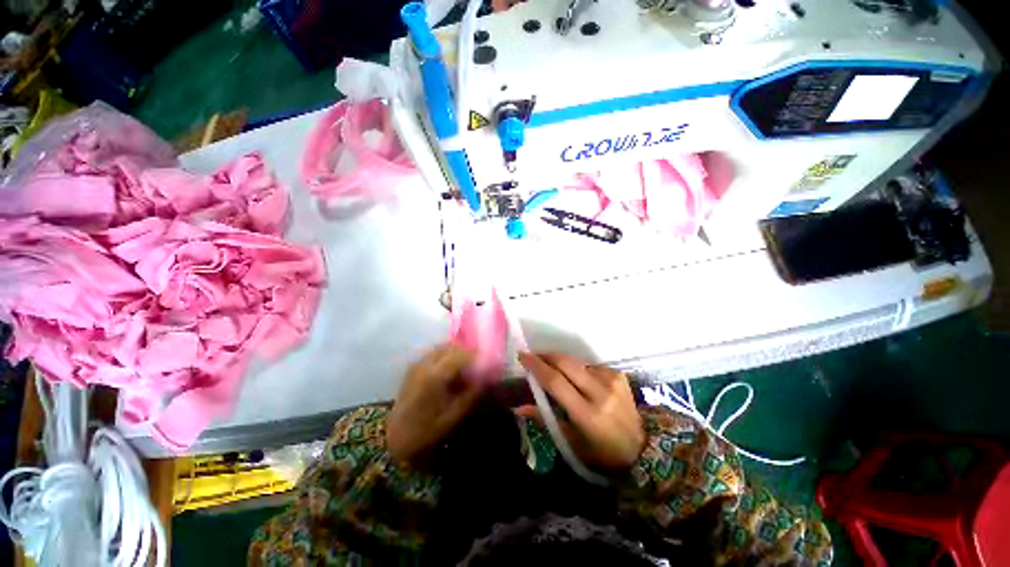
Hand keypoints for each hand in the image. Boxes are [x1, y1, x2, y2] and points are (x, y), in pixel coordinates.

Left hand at [387, 344, 483, 465]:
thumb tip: (488, 377)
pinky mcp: (413, 368)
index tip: (489, 363)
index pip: (462, 354)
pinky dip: (446, 357)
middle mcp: (425, 363)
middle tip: (479, 364)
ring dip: (457, 353)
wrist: (395, 438)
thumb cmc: (427, 431)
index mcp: (435, 375)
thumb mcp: (454, 417)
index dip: (478, 356)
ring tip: (467, 367)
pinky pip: (434, 354)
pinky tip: (451, 371)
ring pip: (442, 348)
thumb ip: (472, 393)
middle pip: (452, 347)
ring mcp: (417, 364)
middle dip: (468, 352)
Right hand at [517, 353, 645, 471]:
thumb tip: (518, 407)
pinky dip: (578, 369)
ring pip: (576, 362)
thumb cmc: (600, 451)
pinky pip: (589, 365)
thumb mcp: (570, 441)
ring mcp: (611, 380)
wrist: (641, 448)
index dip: (536, 366)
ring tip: (554, 371)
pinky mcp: (618, 375)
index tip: (522, 356)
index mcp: (586, 414)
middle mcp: (600, 392)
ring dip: (561, 363)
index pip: (555, 382)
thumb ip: (544, 419)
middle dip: (546, 356)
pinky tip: (579, 380)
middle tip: (534, 357)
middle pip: (565, 363)